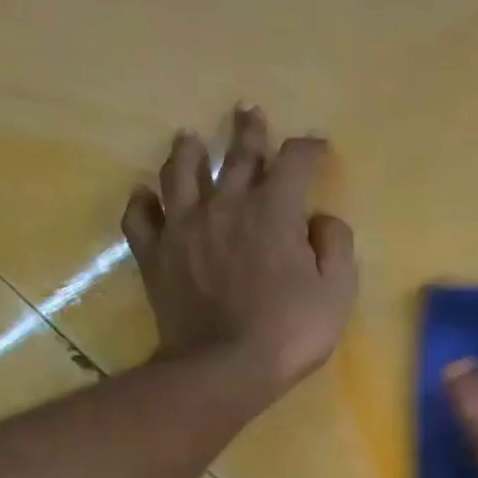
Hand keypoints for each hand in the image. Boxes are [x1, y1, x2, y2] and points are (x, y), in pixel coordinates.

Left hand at [122, 106, 356, 393]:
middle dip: (248, 132)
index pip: (293, 163)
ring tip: (190, 138)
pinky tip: (145, 194)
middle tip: (247, 110)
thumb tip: (321, 219)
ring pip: (181, 175)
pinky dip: (143, 201)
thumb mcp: (337, 291)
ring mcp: (184, 227)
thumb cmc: (291, 330)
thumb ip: (335, 246)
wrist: (224, 366)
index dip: (307, 149)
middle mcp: (226, 206)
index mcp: (273, 212)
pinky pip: (140, 217)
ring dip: (189, 152)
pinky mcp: (155, 254)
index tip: (317, 145)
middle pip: (237, 157)